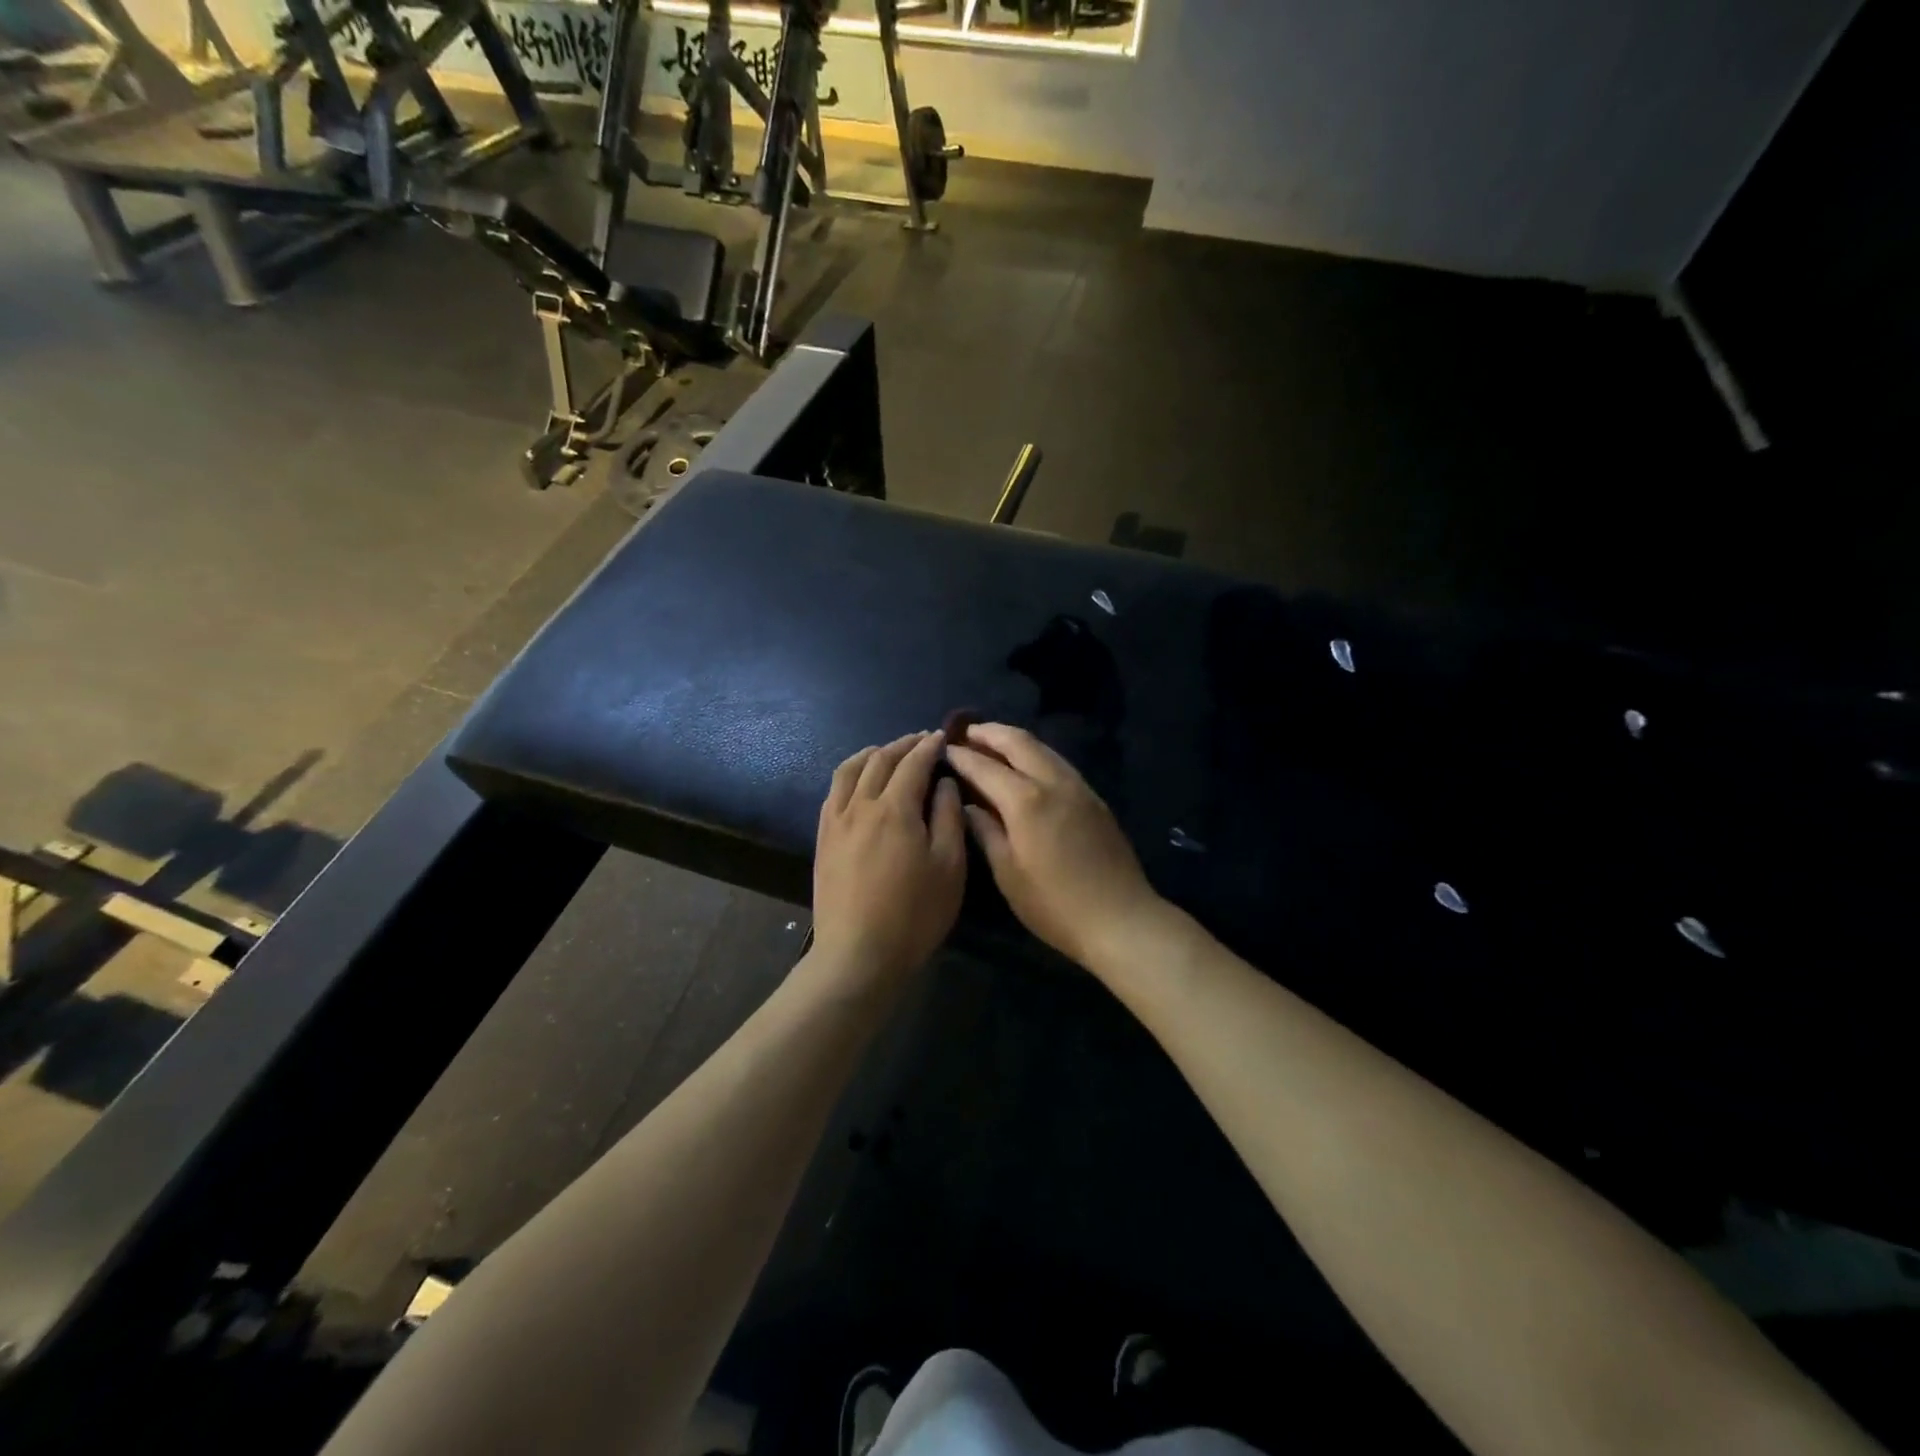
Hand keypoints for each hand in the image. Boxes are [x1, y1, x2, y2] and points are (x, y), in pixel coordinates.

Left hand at [812, 732, 966, 985]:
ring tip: (887, 751)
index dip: (929, 746)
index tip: (942, 737)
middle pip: (880, 760)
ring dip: (872, 754)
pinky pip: (833, 792)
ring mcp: (836, 821)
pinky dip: (849, 775)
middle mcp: (861, 805)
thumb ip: (948, 817)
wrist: (858, 954)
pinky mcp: (823, 839)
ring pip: (849, 771)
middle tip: (921, 740)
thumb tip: (944, 783)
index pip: (913, 763)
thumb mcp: (949, 866)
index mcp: (895, 808)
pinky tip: (857, 782)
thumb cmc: (914, 914)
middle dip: (902, 745)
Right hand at [945, 723, 1162, 969]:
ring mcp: (1079, 787)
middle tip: (967, 732)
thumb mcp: (1008, 873)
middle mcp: (1053, 782)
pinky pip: (1059, 763)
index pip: (985, 767)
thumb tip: (969, 805)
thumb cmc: (1054, 904)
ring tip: (993, 743)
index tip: (945, 749)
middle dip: (990, 733)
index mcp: (1026, 801)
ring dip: (1015, 740)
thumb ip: (986, 832)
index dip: (962, 756)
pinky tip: (1026, 767)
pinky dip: (1037, 755)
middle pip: (1019, 742)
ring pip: (1043, 748)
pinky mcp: (1094, 798)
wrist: (1119, 918)